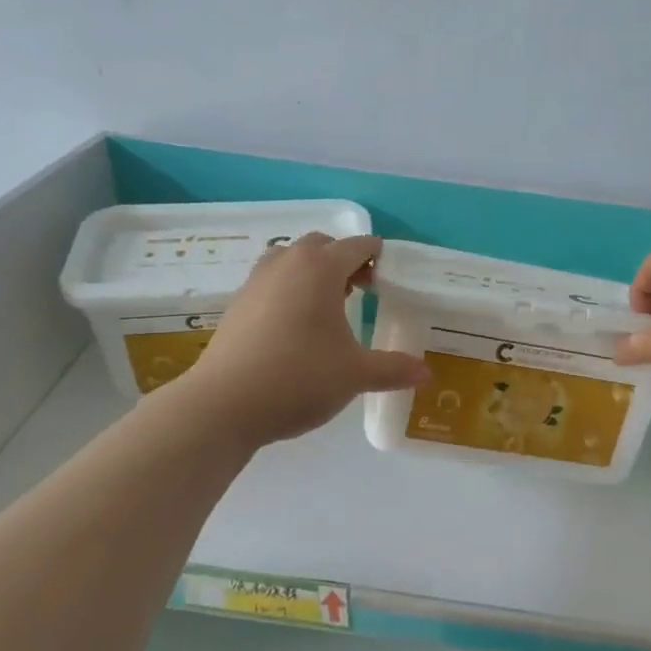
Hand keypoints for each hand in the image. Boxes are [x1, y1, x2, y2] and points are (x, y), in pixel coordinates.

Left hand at [175, 234, 429, 447]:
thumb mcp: (355, 374)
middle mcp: (287, 263)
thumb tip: (426, 372)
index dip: (379, 257)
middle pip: (322, 245)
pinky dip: (288, 291)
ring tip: (327, 305)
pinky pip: (271, 282)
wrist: (224, 404)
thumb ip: (393, 369)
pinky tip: (296, 327)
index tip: (391, 278)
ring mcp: (256, 281)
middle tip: (362, 291)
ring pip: (291, 260)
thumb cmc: (299, 377)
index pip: (358, 246)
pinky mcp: (237, 304)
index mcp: (320, 268)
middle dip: (345, 261)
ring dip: (313, 272)